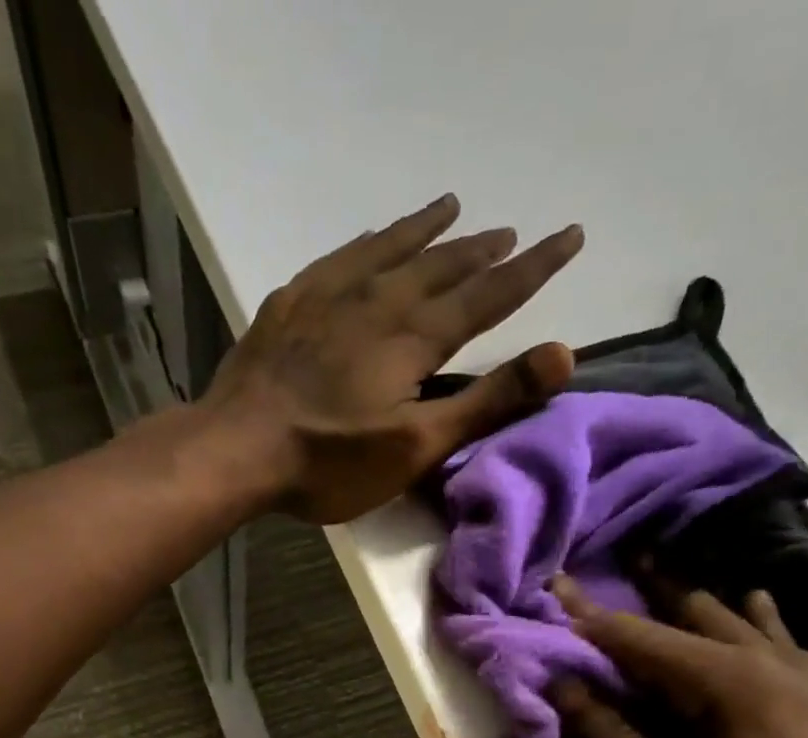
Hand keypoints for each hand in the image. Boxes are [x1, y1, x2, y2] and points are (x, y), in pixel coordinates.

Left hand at [203, 194, 583, 523]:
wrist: (238, 449)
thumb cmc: (331, 461)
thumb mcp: (417, 445)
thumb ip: (488, 401)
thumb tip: (562, 354)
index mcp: (414, 337)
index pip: (489, 293)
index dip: (533, 267)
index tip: (569, 236)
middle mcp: (378, 300)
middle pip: (442, 265)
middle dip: (482, 249)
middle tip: (510, 230)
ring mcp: (329, 296)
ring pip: (390, 249)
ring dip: (426, 230)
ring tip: (452, 207)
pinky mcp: (291, 304)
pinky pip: (340, 257)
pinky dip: (368, 242)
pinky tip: (371, 238)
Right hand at [551, 577, 807, 737]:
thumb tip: (568, 687)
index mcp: (744, 691)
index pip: (651, 642)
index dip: (596, 621)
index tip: (554, 589)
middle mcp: (785, 674)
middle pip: (704, 620)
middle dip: (650, 600)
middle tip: (609, 575)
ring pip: (750, 628)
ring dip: (701, 609)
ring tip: (668, 583)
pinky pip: (787, 650)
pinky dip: (758, 628)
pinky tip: (759, 619)